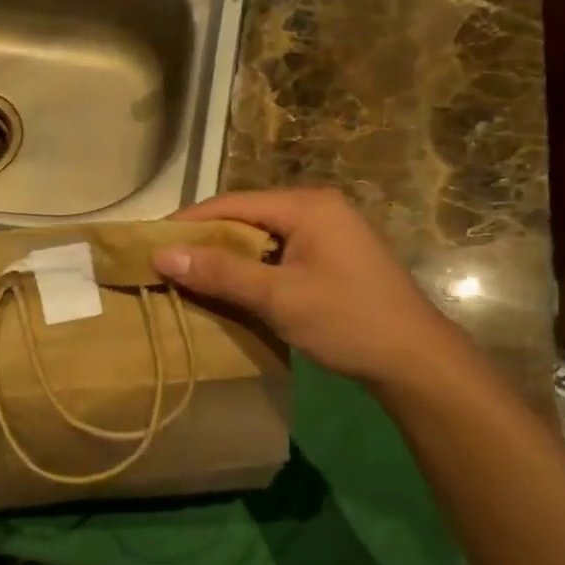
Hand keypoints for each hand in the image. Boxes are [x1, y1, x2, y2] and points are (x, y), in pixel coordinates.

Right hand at [153, 188, 456, 390]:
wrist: (415, 360)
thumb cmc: (347, 321)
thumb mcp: (278, 297)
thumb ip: (221, 272)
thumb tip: (161, 253)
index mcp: (307, 206)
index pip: (232, 204)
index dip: (188, 222)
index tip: (149, 242)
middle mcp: (317, 208)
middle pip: (245, 217)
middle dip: (205, 239)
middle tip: (164, 263)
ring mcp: (327, 233)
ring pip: (260, 236)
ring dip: (226, 256)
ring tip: (188, 276)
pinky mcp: (331, 258)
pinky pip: (277, 253)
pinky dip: (250, 268)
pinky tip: (229, 288)